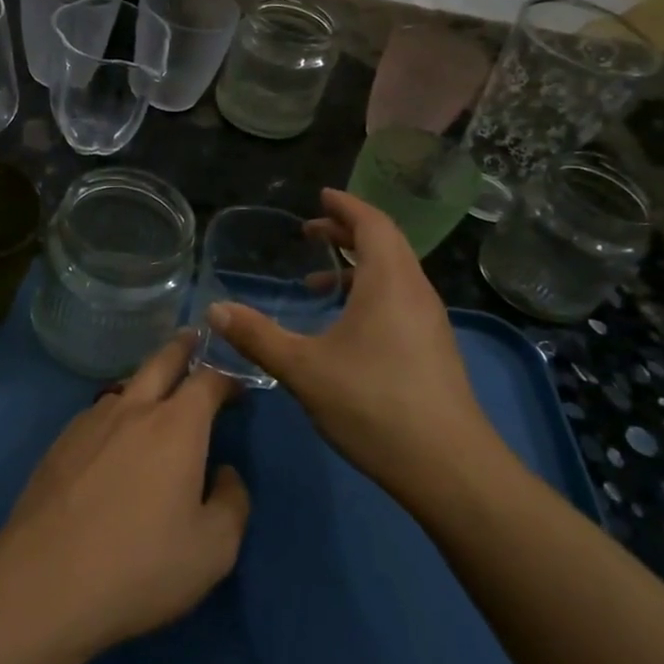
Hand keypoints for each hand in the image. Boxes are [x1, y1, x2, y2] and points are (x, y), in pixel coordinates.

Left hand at [0, 333, 249, 656]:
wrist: (44, 582)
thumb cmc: (140, 565)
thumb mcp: (213, 550)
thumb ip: (232, 503)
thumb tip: (226, 474)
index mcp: (176, 426)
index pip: (209, 380)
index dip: (228, 378)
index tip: (238, 387)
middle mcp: (133, 410)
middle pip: (162, 361)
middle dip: (183, 346)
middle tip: (195, 337)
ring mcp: (90, 422)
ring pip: (126, 385)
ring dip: (147, 380)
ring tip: (157, 391)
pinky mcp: (60, 442)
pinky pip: (98, 413)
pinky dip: (116, 412)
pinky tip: (114, 438)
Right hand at [205, 188, 506, 500]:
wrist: (449, 467)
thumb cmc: (374, 405)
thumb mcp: (304, 369)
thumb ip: (257, 336)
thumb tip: (215, 309)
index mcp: (389, 282)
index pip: (372, 223)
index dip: (345, 206)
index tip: (321, 195)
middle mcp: (415, 292)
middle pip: (385, 243)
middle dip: (347, 232)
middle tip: (310, 233)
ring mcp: (429, 322)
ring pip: (394, 275)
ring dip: (358, 267)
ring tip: (318, 284)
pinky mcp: (433, 349)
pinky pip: (399, 300)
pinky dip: (370, 294)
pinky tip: (344, 328)